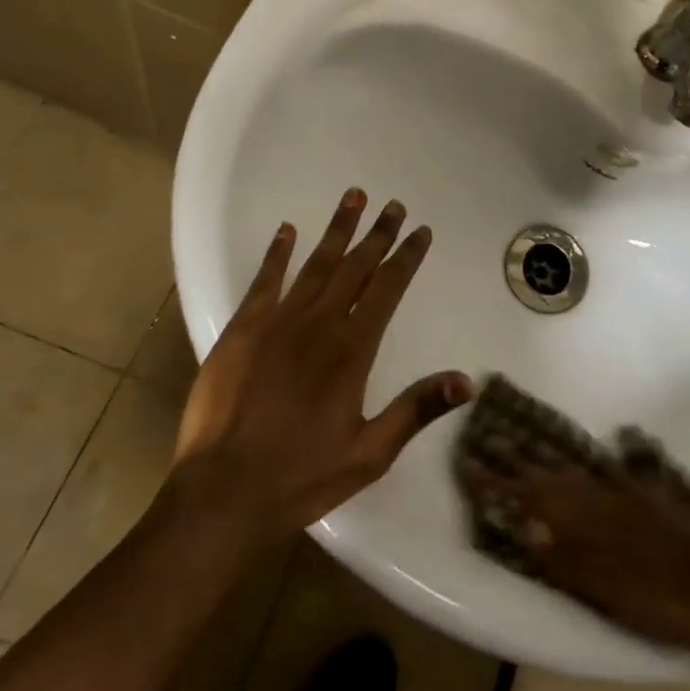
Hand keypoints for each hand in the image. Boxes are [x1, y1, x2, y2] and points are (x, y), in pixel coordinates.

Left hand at [163, 190, 472, 553]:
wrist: (222, 493)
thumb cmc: (300, 477)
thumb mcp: (369, 454)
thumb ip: (416, 410)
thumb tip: (467, 380)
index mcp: (352, 350)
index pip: (387, 289)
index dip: (406, 257)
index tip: (420, 231)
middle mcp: (318, 324)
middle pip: (355, 267)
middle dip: (377, 234)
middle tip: (393, 205)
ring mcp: (277, 322)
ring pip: (315, 264)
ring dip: (337, 230)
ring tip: (353, 197)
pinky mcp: (242, 330)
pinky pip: (264, 281)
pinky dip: (277, 253)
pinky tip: (287, 230)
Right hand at [459, 452, 689, 649]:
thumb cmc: (671, 601)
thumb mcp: (614, 593)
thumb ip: (569, 559)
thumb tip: (524, 525)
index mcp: (590, 522)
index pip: (532, 497)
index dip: (498, 483)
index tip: (466, 461)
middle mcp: (606, 497)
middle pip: (552, 474)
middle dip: (517, 458)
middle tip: (488, 437)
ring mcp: (634, 494)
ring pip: (582, 467)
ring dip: (553, 454)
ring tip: (531, 437)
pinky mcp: (658, 499)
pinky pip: (624, 469)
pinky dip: (614, 454)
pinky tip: (622, 438)